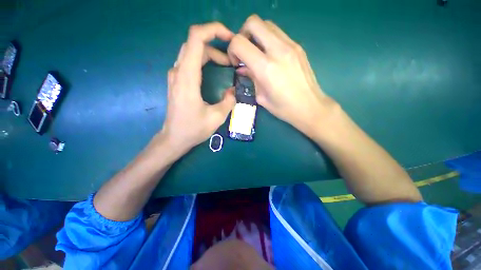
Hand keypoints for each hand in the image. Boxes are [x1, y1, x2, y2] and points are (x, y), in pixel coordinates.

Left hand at [157, 22, 235, 155]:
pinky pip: (190, 62)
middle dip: (216, 44)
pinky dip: (204, 60)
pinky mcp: (177, 81)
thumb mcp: (216, 117)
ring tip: (226, 64)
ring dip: (211, 53)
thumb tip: (233, 91)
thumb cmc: (193, 129)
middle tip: (232, 58)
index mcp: (187, 77)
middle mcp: (178, 71)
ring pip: (192, 52)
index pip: (196, 38)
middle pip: (195, 43)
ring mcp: (176, 75)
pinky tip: (214, 70)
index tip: (230, 38)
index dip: (213, 30)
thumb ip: (228, 101)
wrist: (174, 138)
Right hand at [227, 15, 338, 137]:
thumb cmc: (283, 108)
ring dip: (256, 35)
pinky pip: (278, 33)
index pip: (239, 42)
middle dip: (243, 34)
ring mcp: (291, 45)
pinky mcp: (298, 46)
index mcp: (265, 68)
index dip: (232, 49)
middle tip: (245, 51)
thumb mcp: (261, 97)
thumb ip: (251, 78)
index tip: (236, 62)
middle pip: (253, 22)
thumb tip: (242, 68)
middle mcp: (278, 50)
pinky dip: (269, 39)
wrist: (310, 106)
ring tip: (257, 53)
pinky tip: (270, 56)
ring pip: (267, 24)